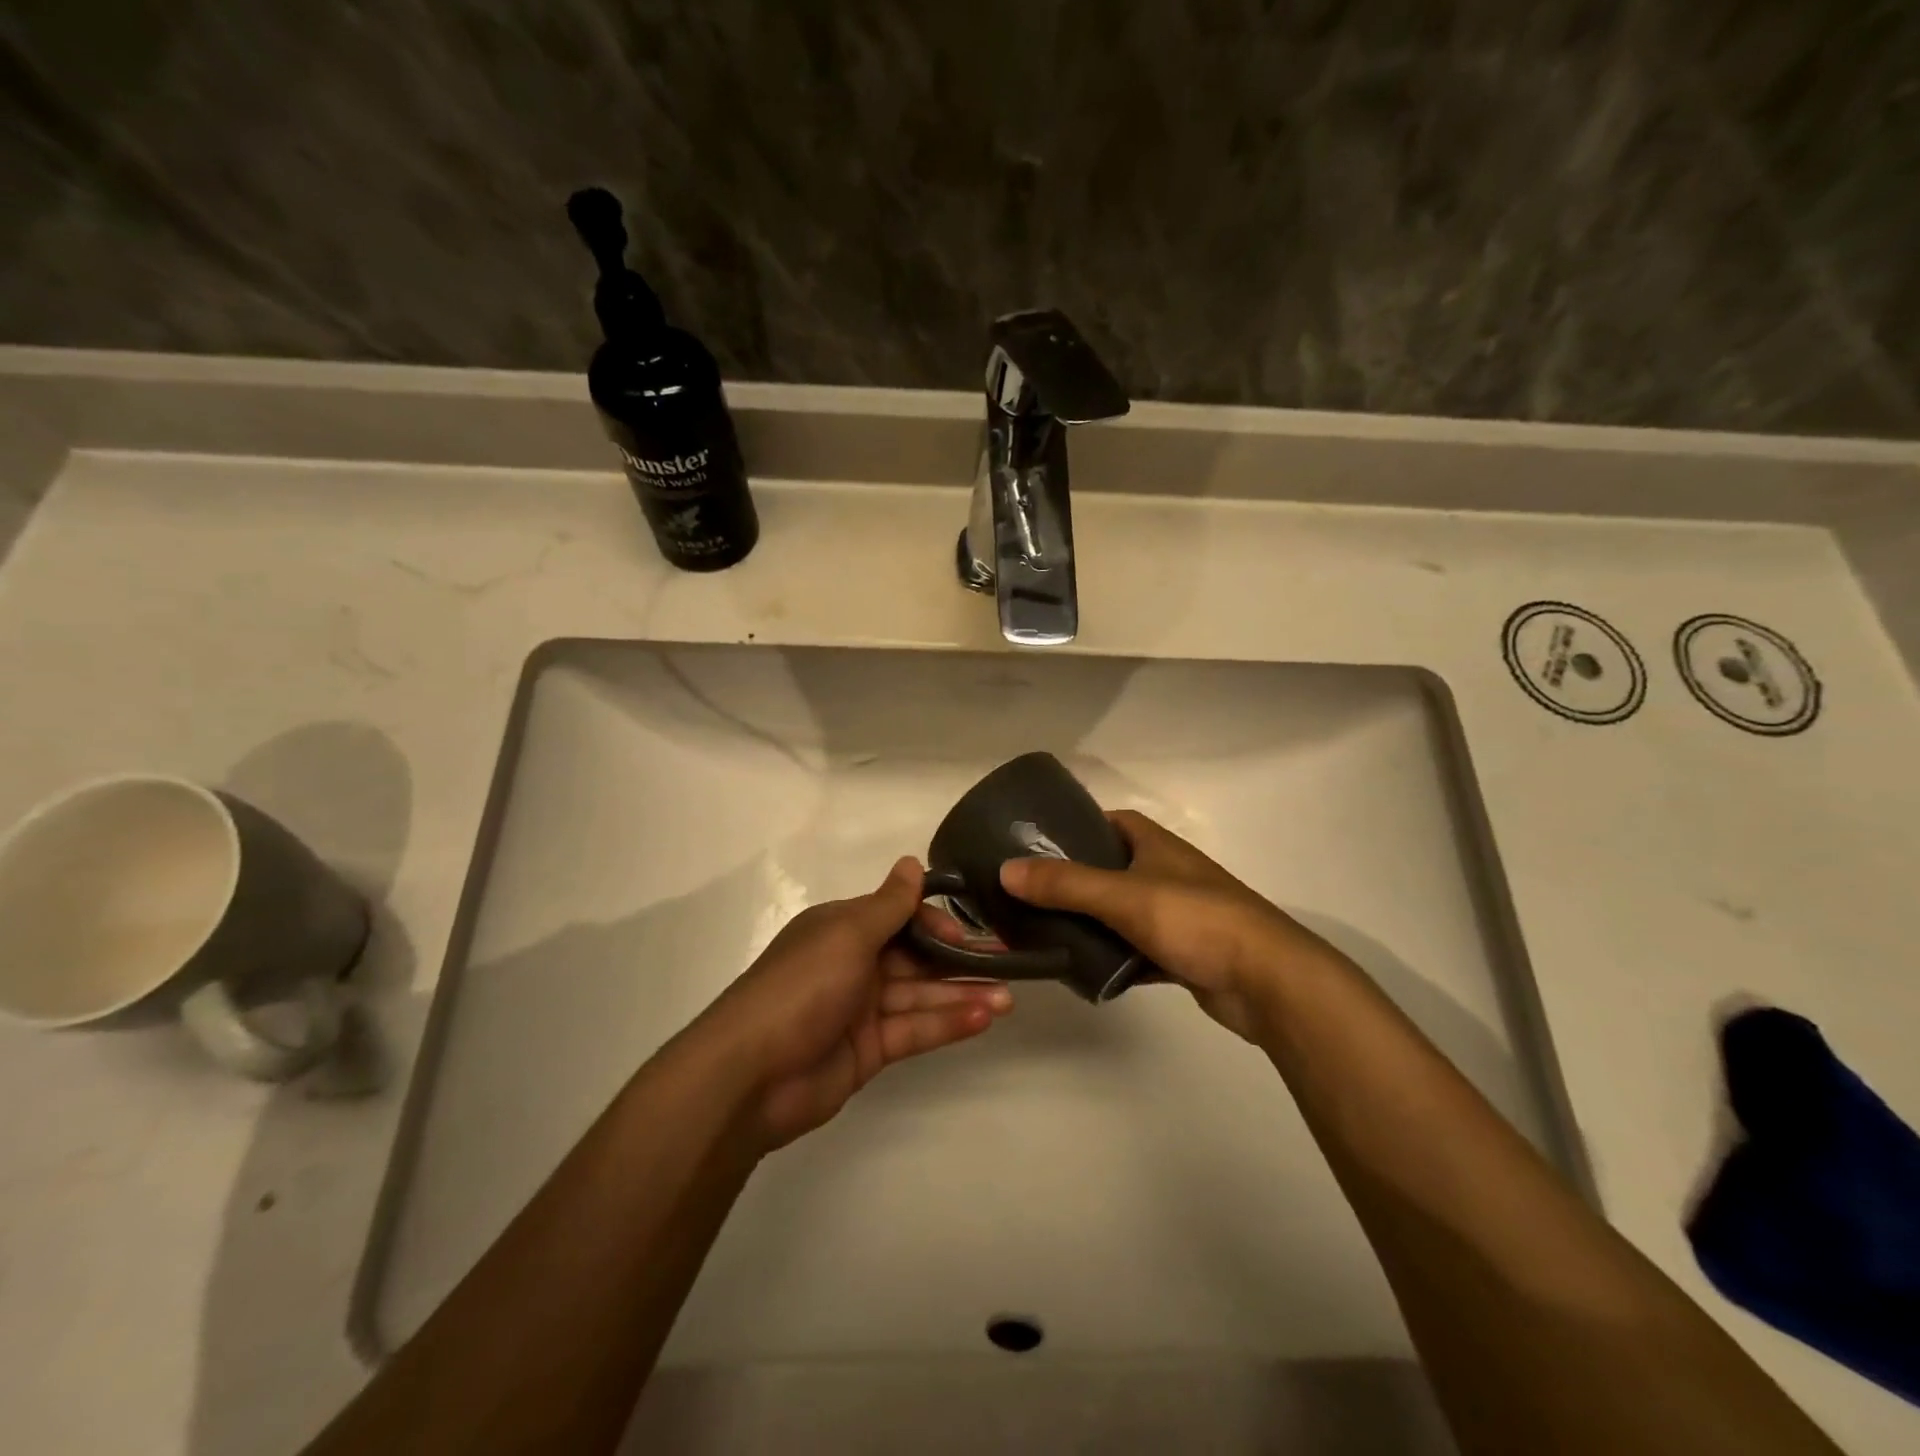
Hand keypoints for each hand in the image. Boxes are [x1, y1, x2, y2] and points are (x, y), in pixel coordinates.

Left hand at [695, 857, 1011, 1149]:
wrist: (750, 1075)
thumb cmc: (802, 987)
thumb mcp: (848, 934)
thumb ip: (889, 905)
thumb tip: (912, 862)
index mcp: (842, 929)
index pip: (899, 917)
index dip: (935, 922)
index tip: (969, 931)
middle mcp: (853, 963)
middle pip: (915, 957)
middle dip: (959, 960)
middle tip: (1006, 963)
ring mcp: (861, 1009)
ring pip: (920, 995)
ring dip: (962, 994)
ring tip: (1008, 998)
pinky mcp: (869, 1050)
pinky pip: (914, 1030)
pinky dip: (946, 1024)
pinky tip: (984, 1018)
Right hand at [997, 809, 1334, 1040]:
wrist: (1268, 982)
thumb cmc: (1196, 920)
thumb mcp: (1124, 896)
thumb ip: (1065, 884)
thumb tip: (1006, 870)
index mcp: (1157, 845)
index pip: (1110, 822)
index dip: (1076, 828)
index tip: (1038, 846)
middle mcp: (1167, 873)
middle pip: (1111, 869)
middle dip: (1075, 880)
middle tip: (1030, 895)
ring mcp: (1177, 915)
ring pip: (1122, 913)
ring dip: (1092, 923)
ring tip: (1045, 933)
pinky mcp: (1184, 954)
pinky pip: (1137, 950)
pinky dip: (1114, 959)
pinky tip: (1085, 972)